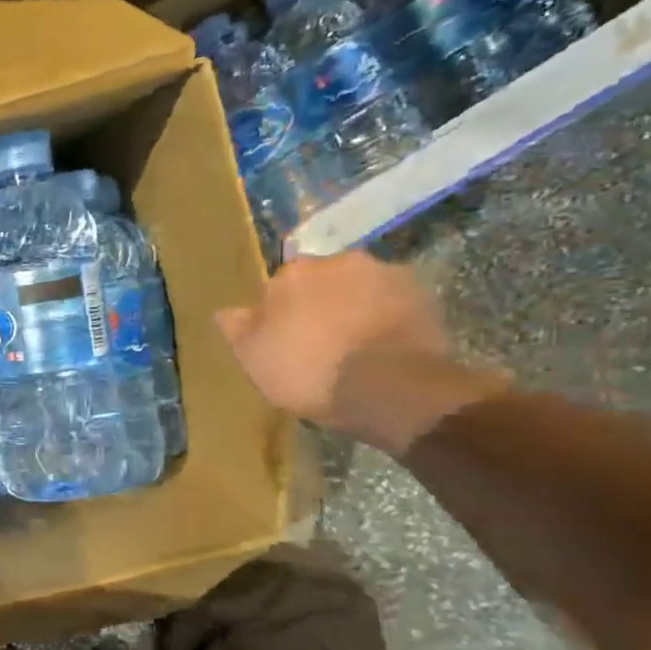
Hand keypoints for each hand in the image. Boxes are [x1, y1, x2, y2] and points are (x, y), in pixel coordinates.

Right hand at [215, 251, 506, 451]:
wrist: (388, 388)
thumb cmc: (307, 370)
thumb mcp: (253, 358)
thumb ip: (237, 328)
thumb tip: (225, 311)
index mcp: (294, 273)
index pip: (279, 285)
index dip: (280, 312)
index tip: (282, 339)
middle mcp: (341, 261)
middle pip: (324, 281)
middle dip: (321, 303)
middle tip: (319, 342)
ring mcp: (388, 275)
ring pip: (362, 289)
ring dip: (356, 308)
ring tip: (355, 347)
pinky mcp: (425, 297)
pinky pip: (395, 306)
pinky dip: (388, 320)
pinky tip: (383, 350)